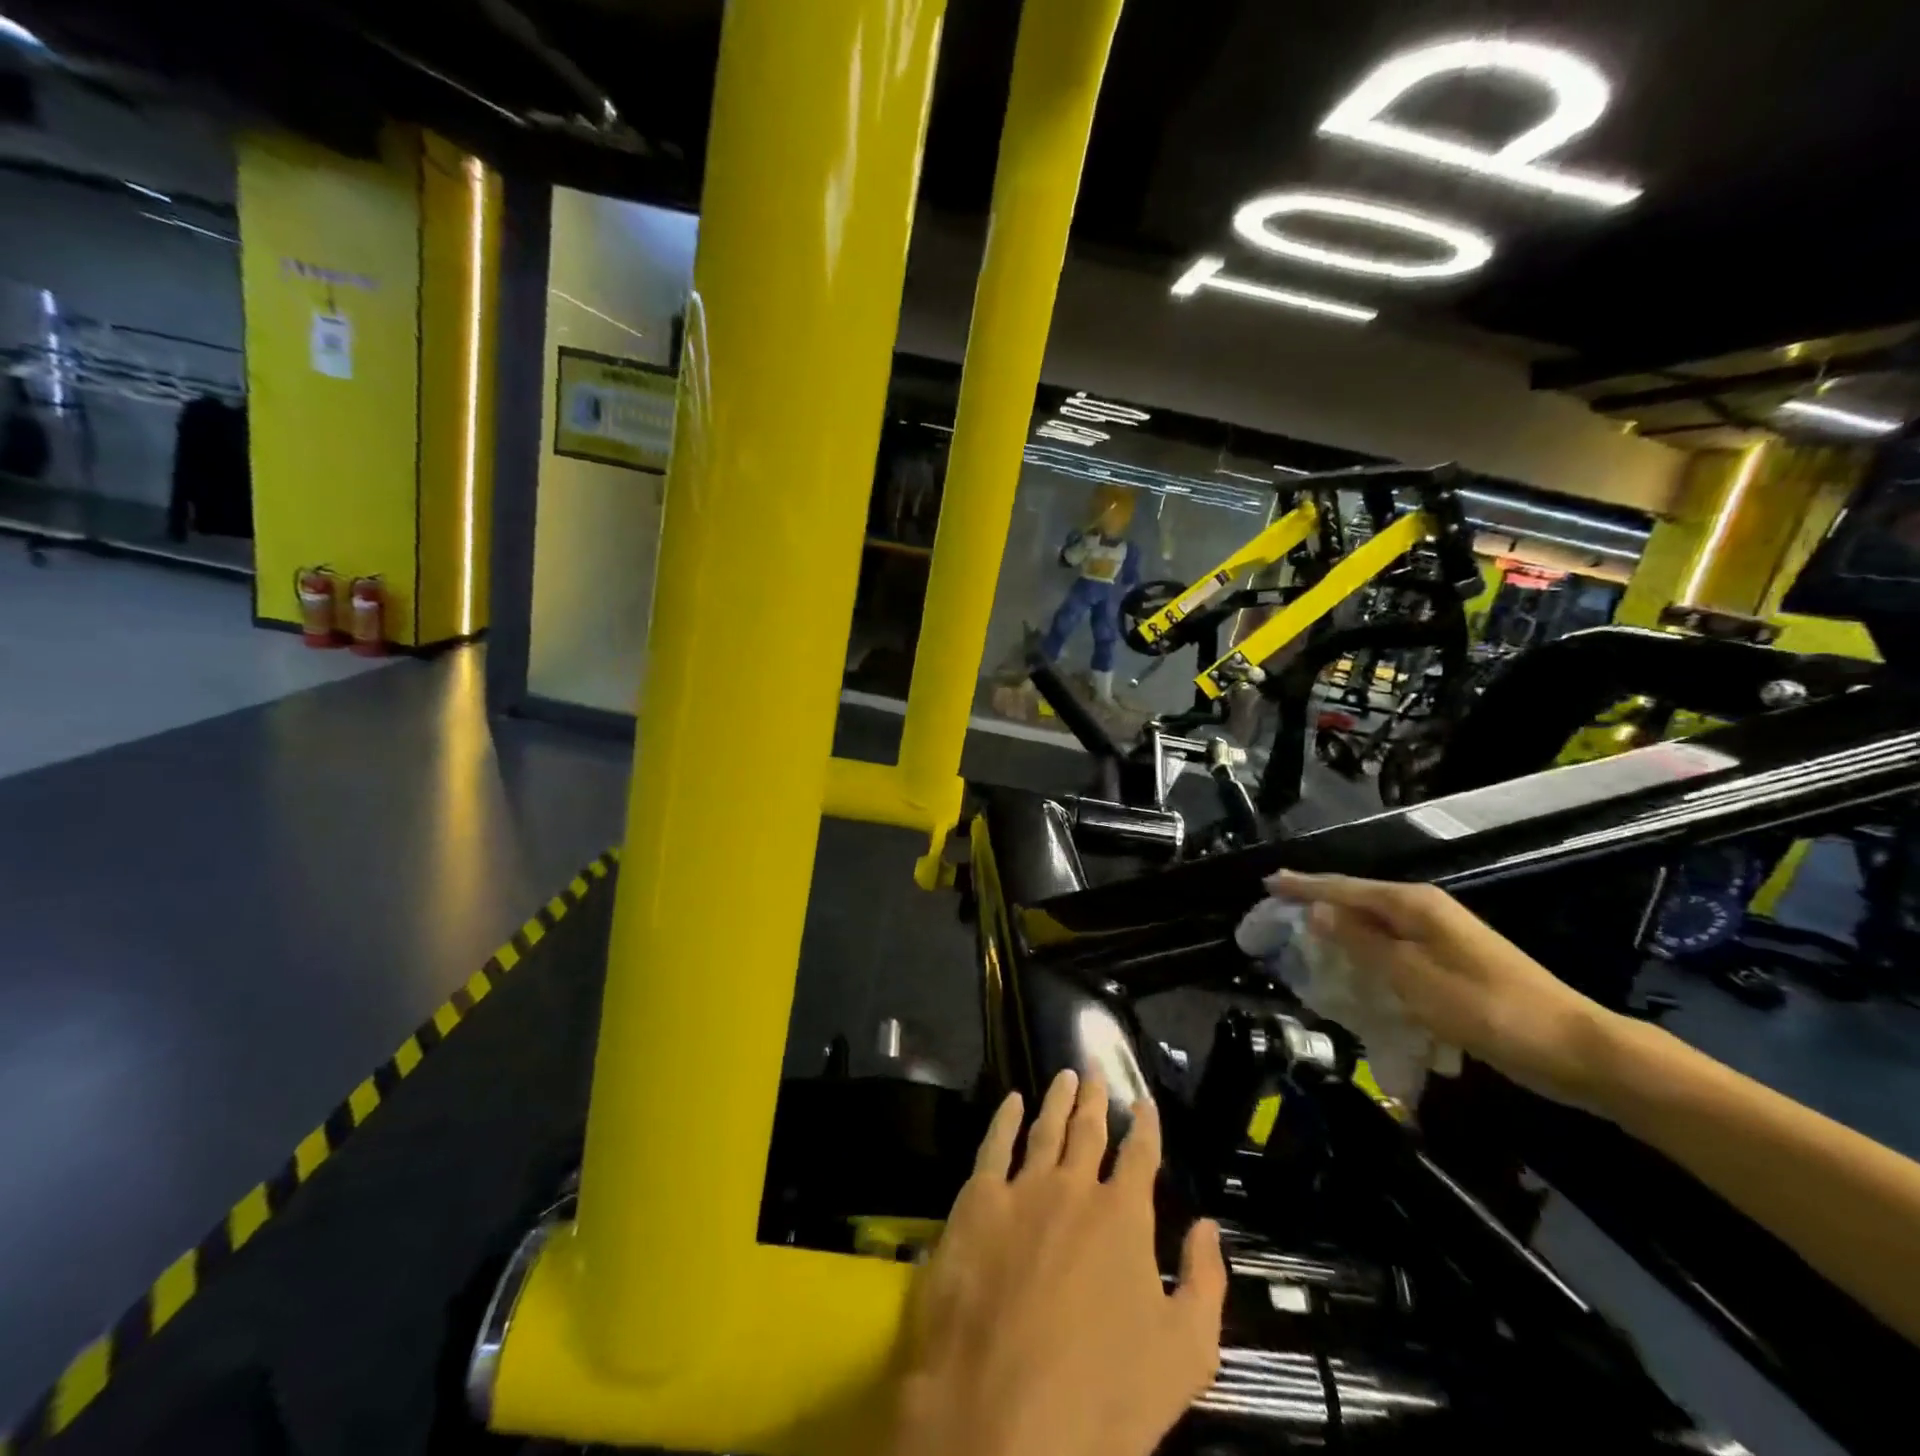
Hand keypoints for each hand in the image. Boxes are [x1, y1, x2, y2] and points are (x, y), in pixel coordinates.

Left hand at [885, 1070, 1226, 1455]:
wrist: (1001, 1414)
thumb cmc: (1103, 1396)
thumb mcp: (1184, 1355)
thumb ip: (1204, 1283)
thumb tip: (1207, 1226)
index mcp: (1123, 1217)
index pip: (1141, 1155)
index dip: (1146, 1125)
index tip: (1144, 1100)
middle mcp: (1074, 1187)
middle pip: (1089, 1129)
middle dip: (1096, 1097)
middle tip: (1095, 1067)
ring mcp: (1022, 1189)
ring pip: (1044, 1128)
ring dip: (1057, 1099)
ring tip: (1064, 1075)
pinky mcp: (976, 1202)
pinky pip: (993, 1145)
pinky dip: (1005, 1119)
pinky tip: (1011, 1102)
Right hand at [1268, 871, 1619, 1107]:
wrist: (1575, 1050)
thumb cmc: (1487, 1009)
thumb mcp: (1412, 977)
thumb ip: (1361, 942)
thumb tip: (1317, 911)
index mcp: (1414, 905)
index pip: (1344, 888)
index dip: (1304, 886)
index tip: (1267, 883)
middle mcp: (1426, 911)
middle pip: (1358, 902)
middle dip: (1318, 906)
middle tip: (1278, 914)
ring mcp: (1442, 936)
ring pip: (1376, 927)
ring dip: (1341, 933)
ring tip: (1305, 942)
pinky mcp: (1451, 962)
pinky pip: (1394, 950)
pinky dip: (1367, 956)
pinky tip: (1354, 973)